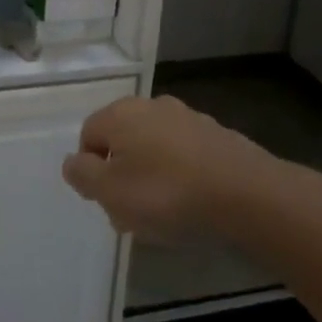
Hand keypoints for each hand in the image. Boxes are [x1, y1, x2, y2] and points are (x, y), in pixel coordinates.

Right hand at [62, 94, 274, 243]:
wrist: (248, 194)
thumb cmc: (167, 194)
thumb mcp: (110, 192)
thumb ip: (82, 174)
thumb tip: (73, 162)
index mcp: (120, 113)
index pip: (88, 135)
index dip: (91, 170)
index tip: (106, 201)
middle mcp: (151, 105)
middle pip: (122, 141)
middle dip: (122, 175)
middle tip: (132, 213)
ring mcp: (188, 118)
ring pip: (154, 148)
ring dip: (152, 177)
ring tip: (165, 215)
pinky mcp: (217, 135)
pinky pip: (185, 156)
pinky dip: (182, 175)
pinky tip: (193, 204)